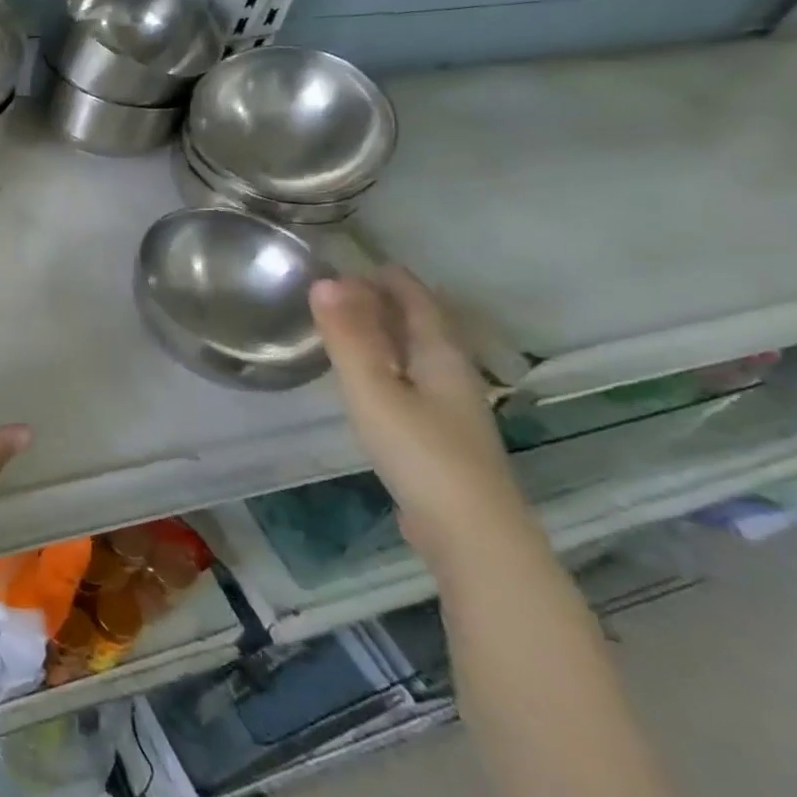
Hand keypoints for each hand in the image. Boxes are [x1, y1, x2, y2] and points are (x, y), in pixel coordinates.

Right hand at [310, 268, 529, 562]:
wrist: (470, 535)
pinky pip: (411, 383)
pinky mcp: (441, 440)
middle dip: (391, 304)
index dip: (393, 281)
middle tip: (350, 288)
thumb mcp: (373, 389)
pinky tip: (372, 382)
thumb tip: (326, 280)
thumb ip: (348, 337)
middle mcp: (453, 377)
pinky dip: (389, 366)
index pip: (419, 304)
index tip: (362, 261)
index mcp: (442, 358)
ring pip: (418, 357)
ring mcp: (451, 411)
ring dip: (389, 335)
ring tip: (354, 327)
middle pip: (424, 328)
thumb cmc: (420, 452)